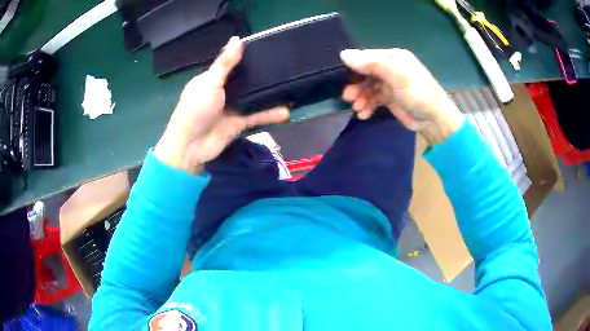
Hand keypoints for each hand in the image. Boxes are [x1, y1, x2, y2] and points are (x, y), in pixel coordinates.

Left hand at [154, 37, 289, 173]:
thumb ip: (225, 63)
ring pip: (253, 98)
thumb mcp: (209, 82)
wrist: (191, 146)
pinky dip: (270, 114)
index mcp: (211, 79)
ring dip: (268, 94)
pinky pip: (257, 116)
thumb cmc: (196, 109)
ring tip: (290, 86)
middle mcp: (222, 91)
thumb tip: (237, 39)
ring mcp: (231, 107)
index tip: (267, 48)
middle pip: (244, 80)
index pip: (230, 64)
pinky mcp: (239, 123)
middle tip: (284, 65)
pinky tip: (286, 111)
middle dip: (261, 75)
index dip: (246, 57)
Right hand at [339, 49, 463, 144]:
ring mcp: (390, 84)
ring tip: (357, 108)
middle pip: (366, 73)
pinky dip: (367, 106)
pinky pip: (374, 99)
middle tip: (347, 97)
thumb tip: (343, 55)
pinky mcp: (390, 99)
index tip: (342, 77)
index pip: (367, 57)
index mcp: (393, 57)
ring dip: (361, 97)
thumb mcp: (396, 75)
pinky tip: (363, 114)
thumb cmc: (417, 93)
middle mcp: (391, 68)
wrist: (434, 120)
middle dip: (356, 85)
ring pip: (368, 87)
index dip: (354, 66)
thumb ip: (371, 64)